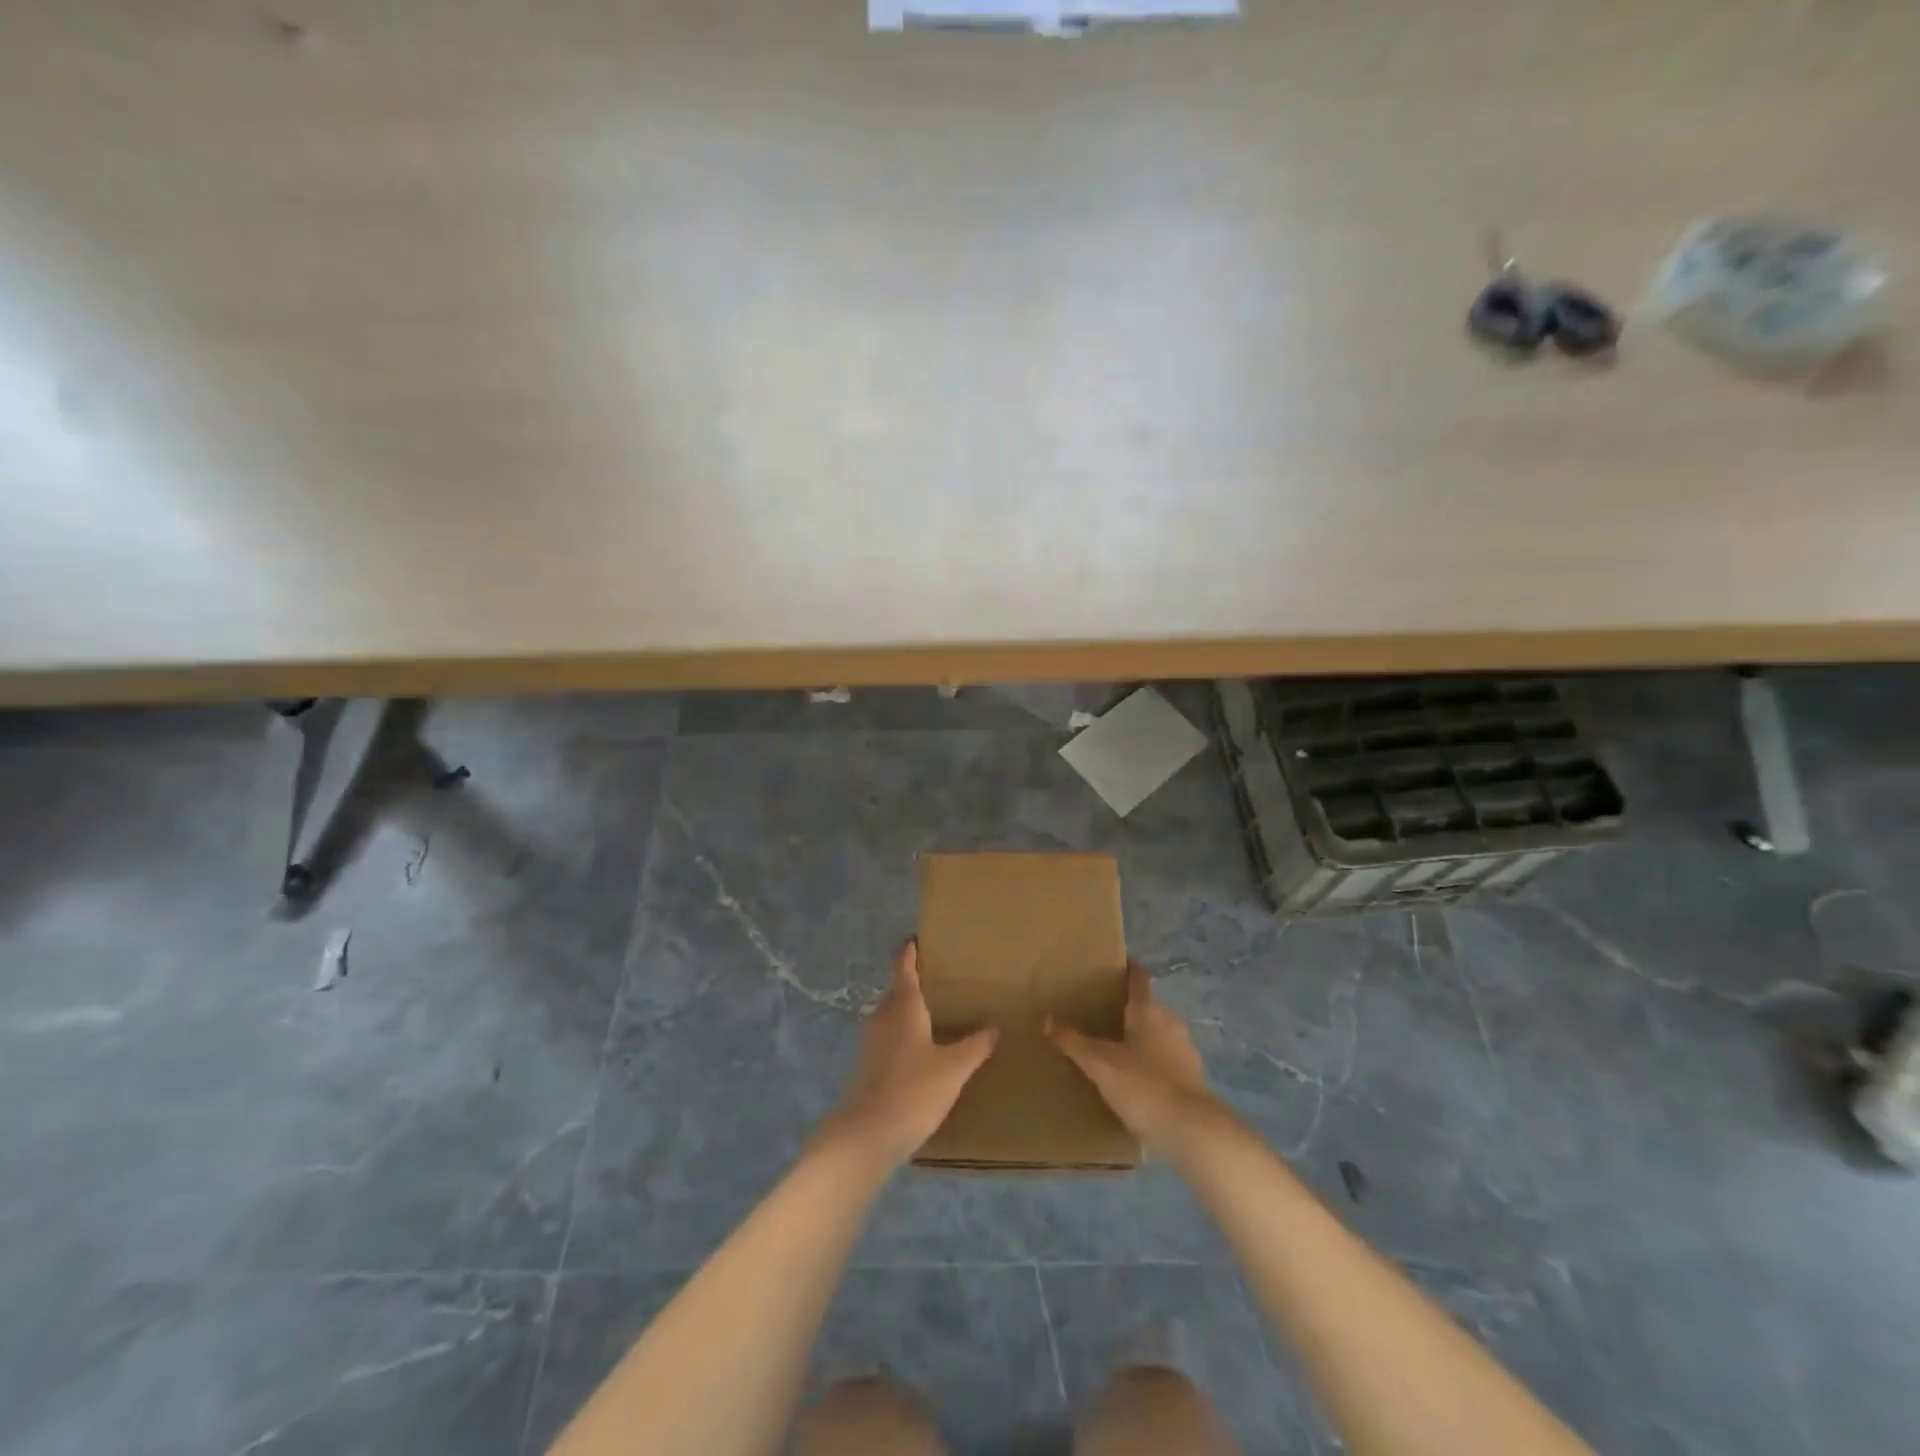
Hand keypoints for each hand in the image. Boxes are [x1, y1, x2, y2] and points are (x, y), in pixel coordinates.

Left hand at [823, 939, 998, 1167]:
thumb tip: (994, 1027)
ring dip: (910, 1011)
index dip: (910, 950)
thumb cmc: (915, 1089)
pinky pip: (889, 1036)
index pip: (903, 965)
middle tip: (943, 981)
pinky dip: (904, 1034)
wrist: (870, 1133)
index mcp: (903, 1004)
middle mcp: (882, 1014)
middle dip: (916, 982)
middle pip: (898, 990)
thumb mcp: (954, 1067)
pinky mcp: (867, 1064)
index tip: (918, 938)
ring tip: (937, 1014)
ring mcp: (871, 1040)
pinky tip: (922, 1050)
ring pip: (892, 1014)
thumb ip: (975, 1045)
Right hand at [1048, 963, 1231, 1153]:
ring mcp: (1185, 1050)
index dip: (1127, 968)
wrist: (1192, 1131)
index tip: (1113, 965)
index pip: (1139, 977)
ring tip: (1117, 1048)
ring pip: (1159, 1033)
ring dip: (1141, 1037)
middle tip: (1102, 1013)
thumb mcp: (1099, 1064)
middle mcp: (1170, 1022)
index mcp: (1148, 1010)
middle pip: (1148, 1006)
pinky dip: (1153, 1062)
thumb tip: (1048, 1019)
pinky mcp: (1193, 1077)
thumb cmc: (1143, 1086)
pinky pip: (1167, 1059)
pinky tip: (1137, 1080)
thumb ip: (1073, 1042)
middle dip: (1128, 1008)